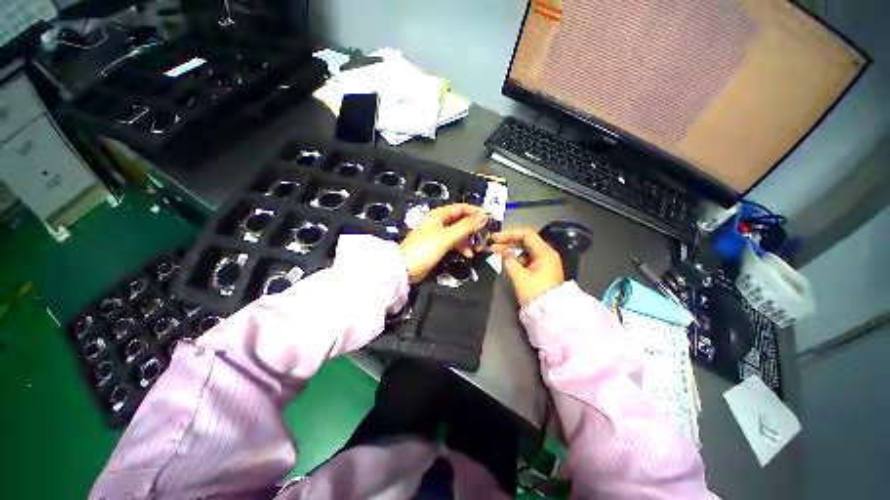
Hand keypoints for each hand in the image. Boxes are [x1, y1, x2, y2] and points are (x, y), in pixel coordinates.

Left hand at [399, 204, 488, 283]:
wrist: (405, 268)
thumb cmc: (425, 249)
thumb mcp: (447, 237)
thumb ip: (465, 226)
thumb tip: (483, 215)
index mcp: (439, 215)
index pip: (461, 208)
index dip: (475, 211)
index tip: (489, 218)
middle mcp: (439, 222)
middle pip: (461, 220)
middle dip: (473, 227)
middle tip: (486, 235)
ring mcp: (439, 235)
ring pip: (459, 233)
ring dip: (469, 239)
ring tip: (478, 248)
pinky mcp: (438, 247)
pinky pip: (454, 243)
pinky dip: (462, 247)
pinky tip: (468, 254)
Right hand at [490, 228, 564, 306]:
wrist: (550, 314)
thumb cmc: (535, 293)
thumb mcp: (519, 277)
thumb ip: (508, 260)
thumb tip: (500, 251)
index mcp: (545, 253)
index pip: (526, 234)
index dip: (509, 234)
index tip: (494, 238)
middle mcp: (547, 254)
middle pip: (526, 240)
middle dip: (508, 241)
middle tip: (492, 245)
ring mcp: (545, 262)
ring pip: (526, 249)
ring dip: (511, 249)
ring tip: (496, 252)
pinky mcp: (542, 269)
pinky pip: (528, 258)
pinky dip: (516, 257)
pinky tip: (506, 260)